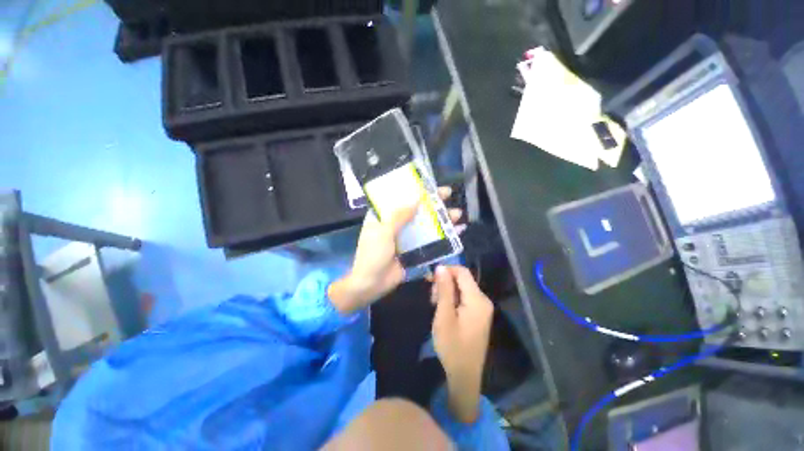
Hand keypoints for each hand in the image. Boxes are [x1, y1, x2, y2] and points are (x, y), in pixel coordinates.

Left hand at [329, 187, 461, 314]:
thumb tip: (417, 200)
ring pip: (425, 225)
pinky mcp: (413, 251)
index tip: (430, 185)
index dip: (414, 190)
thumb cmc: (372, 254)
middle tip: (448, 195)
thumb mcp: (383, 232)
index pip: (400, 198)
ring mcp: (406, 238)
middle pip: (416, 210)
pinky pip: (429, 241)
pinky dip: (442, 237)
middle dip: (433, 204)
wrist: (371, 284)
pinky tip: (457, 232)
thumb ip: (399, 216)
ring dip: (441, 220)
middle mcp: (395, 224)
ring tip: (457, 215)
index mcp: (383, 217)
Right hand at [431, 266, 493, 422]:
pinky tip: (443, 309)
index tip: (430, 279)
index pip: (462, 272)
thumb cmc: (452, 346)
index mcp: (477, 299)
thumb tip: (440, 267)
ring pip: (462, 288)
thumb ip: (443, 289)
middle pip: (463, 279)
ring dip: (447, 291)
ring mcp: (482, 308)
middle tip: (431, 296)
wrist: (464, 376)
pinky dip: (452, 299)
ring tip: (435, 304)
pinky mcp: (478, 315)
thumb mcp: (444, 316)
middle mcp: (483, 300)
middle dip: (445, 282)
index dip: (446, 270)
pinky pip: (464, 298)